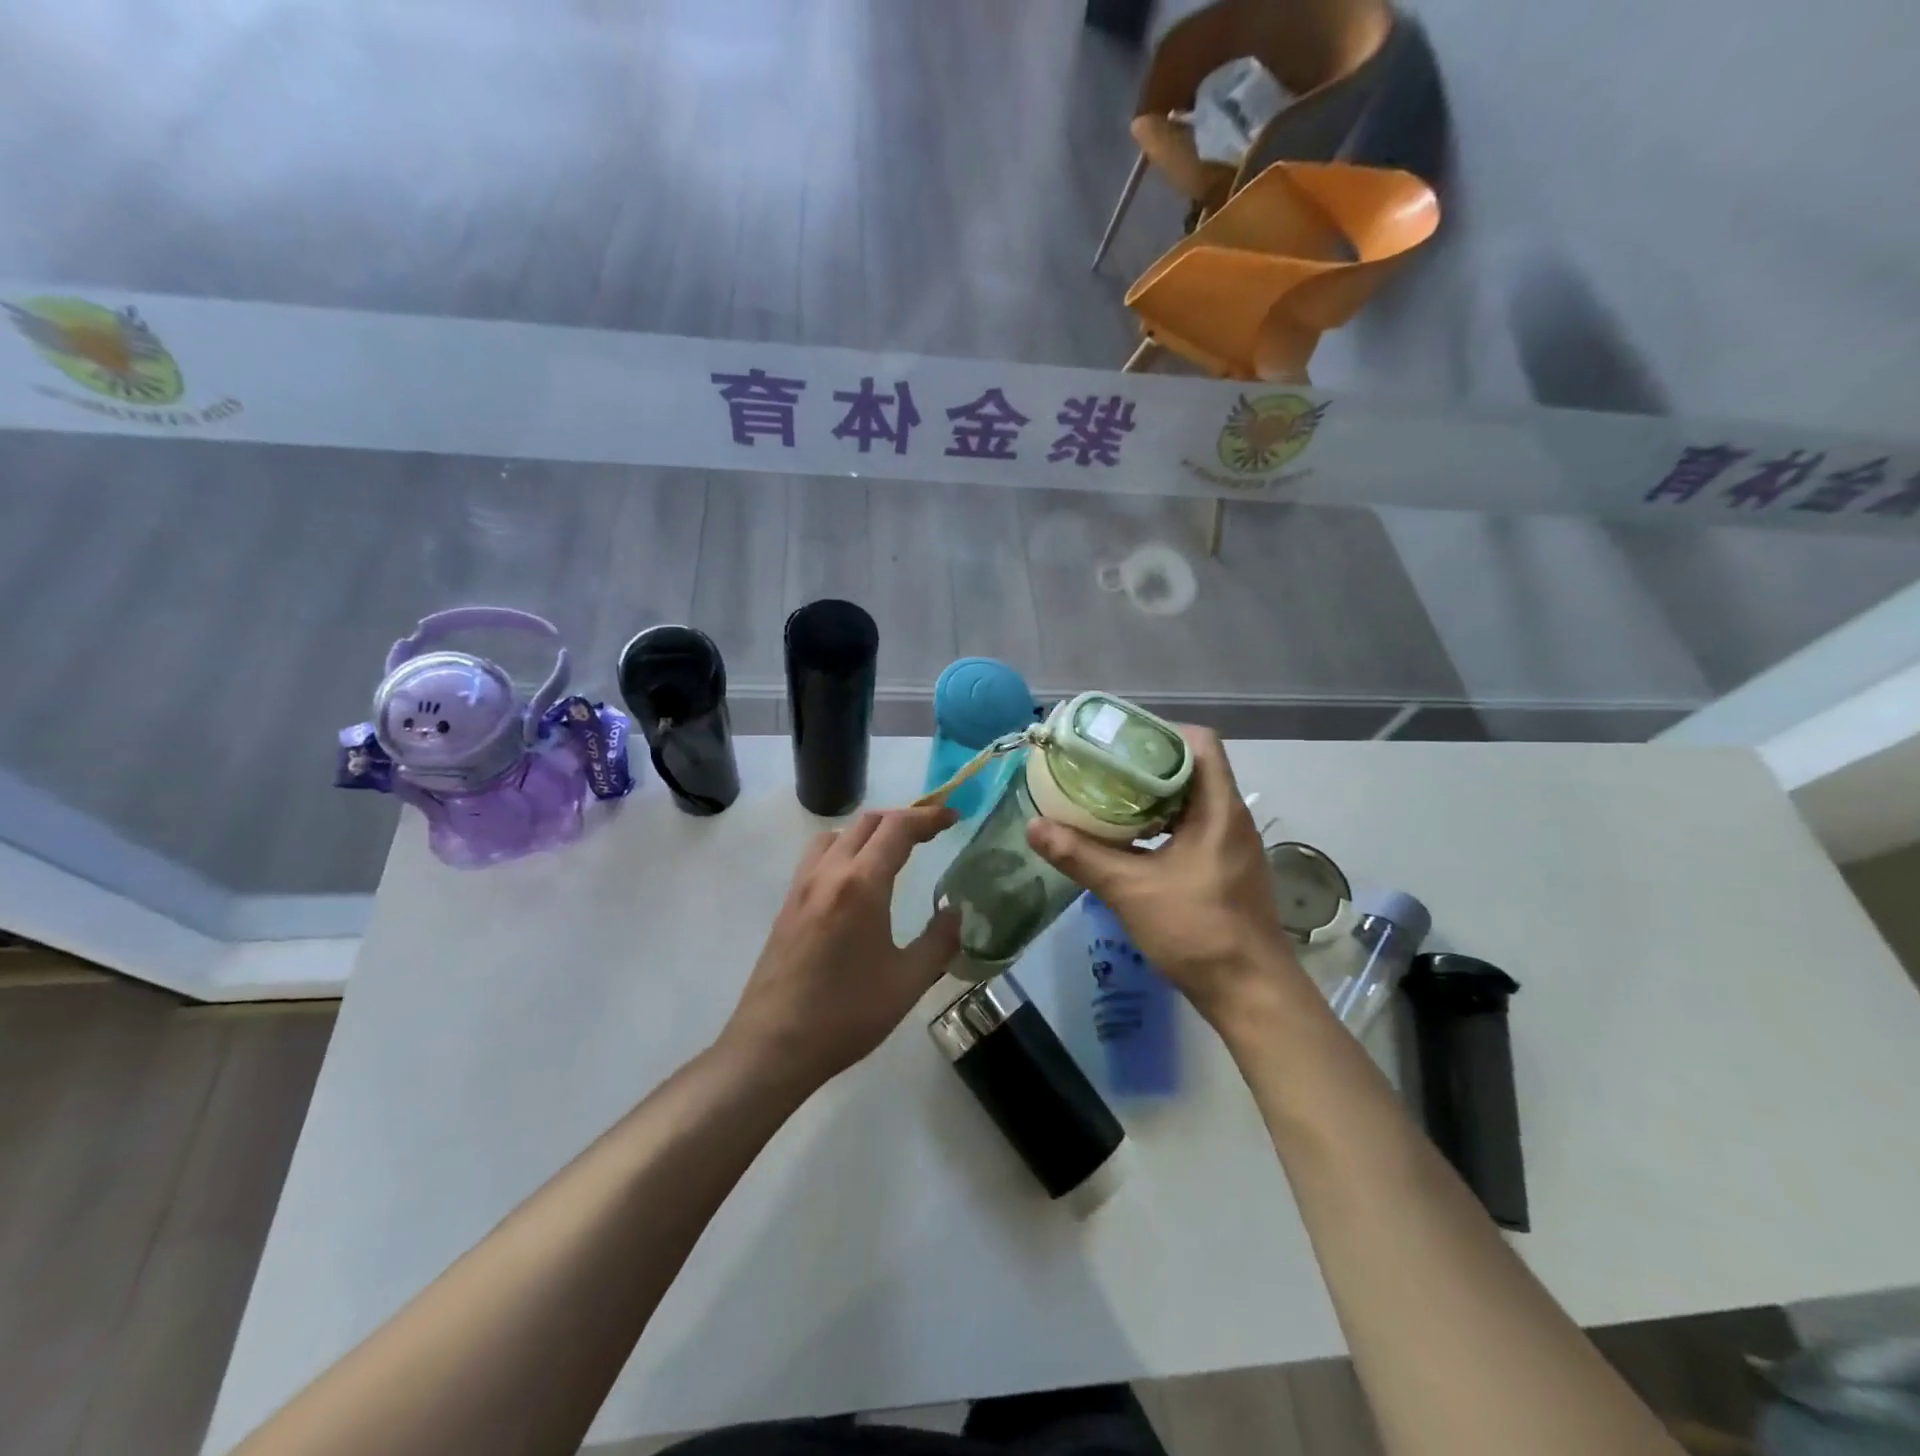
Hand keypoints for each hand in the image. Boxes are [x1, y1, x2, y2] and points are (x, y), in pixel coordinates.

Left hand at [722, 804, 960, 1092]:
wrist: (773, 1046)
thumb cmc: (846, 1015)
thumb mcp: (908, 982)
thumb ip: (939, 941)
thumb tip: (956, 912)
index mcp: (861, 885)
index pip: (898, 828)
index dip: (929, 817)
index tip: (953, 818)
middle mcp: (828, 873)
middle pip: (867, 823)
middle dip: (902, 819)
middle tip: (931, 833)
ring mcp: (802, 887)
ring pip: (837, 835)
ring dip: (869, 831)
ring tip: (892, 851)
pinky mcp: (787, 905)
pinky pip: (818, 856)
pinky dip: (844, 849)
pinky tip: (856, 881)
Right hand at [1026, 726, 1301, 1026]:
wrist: (1251, 994)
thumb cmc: (1198, 930)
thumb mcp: (1130, 890)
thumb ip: (1081, 856)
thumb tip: (1034, 826)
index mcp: (1218, 809)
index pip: (1200, 743)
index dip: (1160, 733)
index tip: (1118, 743)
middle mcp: (1230, 818)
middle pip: (1192, 769)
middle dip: (1146, 765)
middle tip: (1101, 768)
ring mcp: (1231, 846)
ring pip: (1190, 802)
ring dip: (1152, 798)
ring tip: (1107, 799)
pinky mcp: (1225, 870)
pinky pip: (1192, 829)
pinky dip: (1161, 826)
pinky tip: (1128, 842)